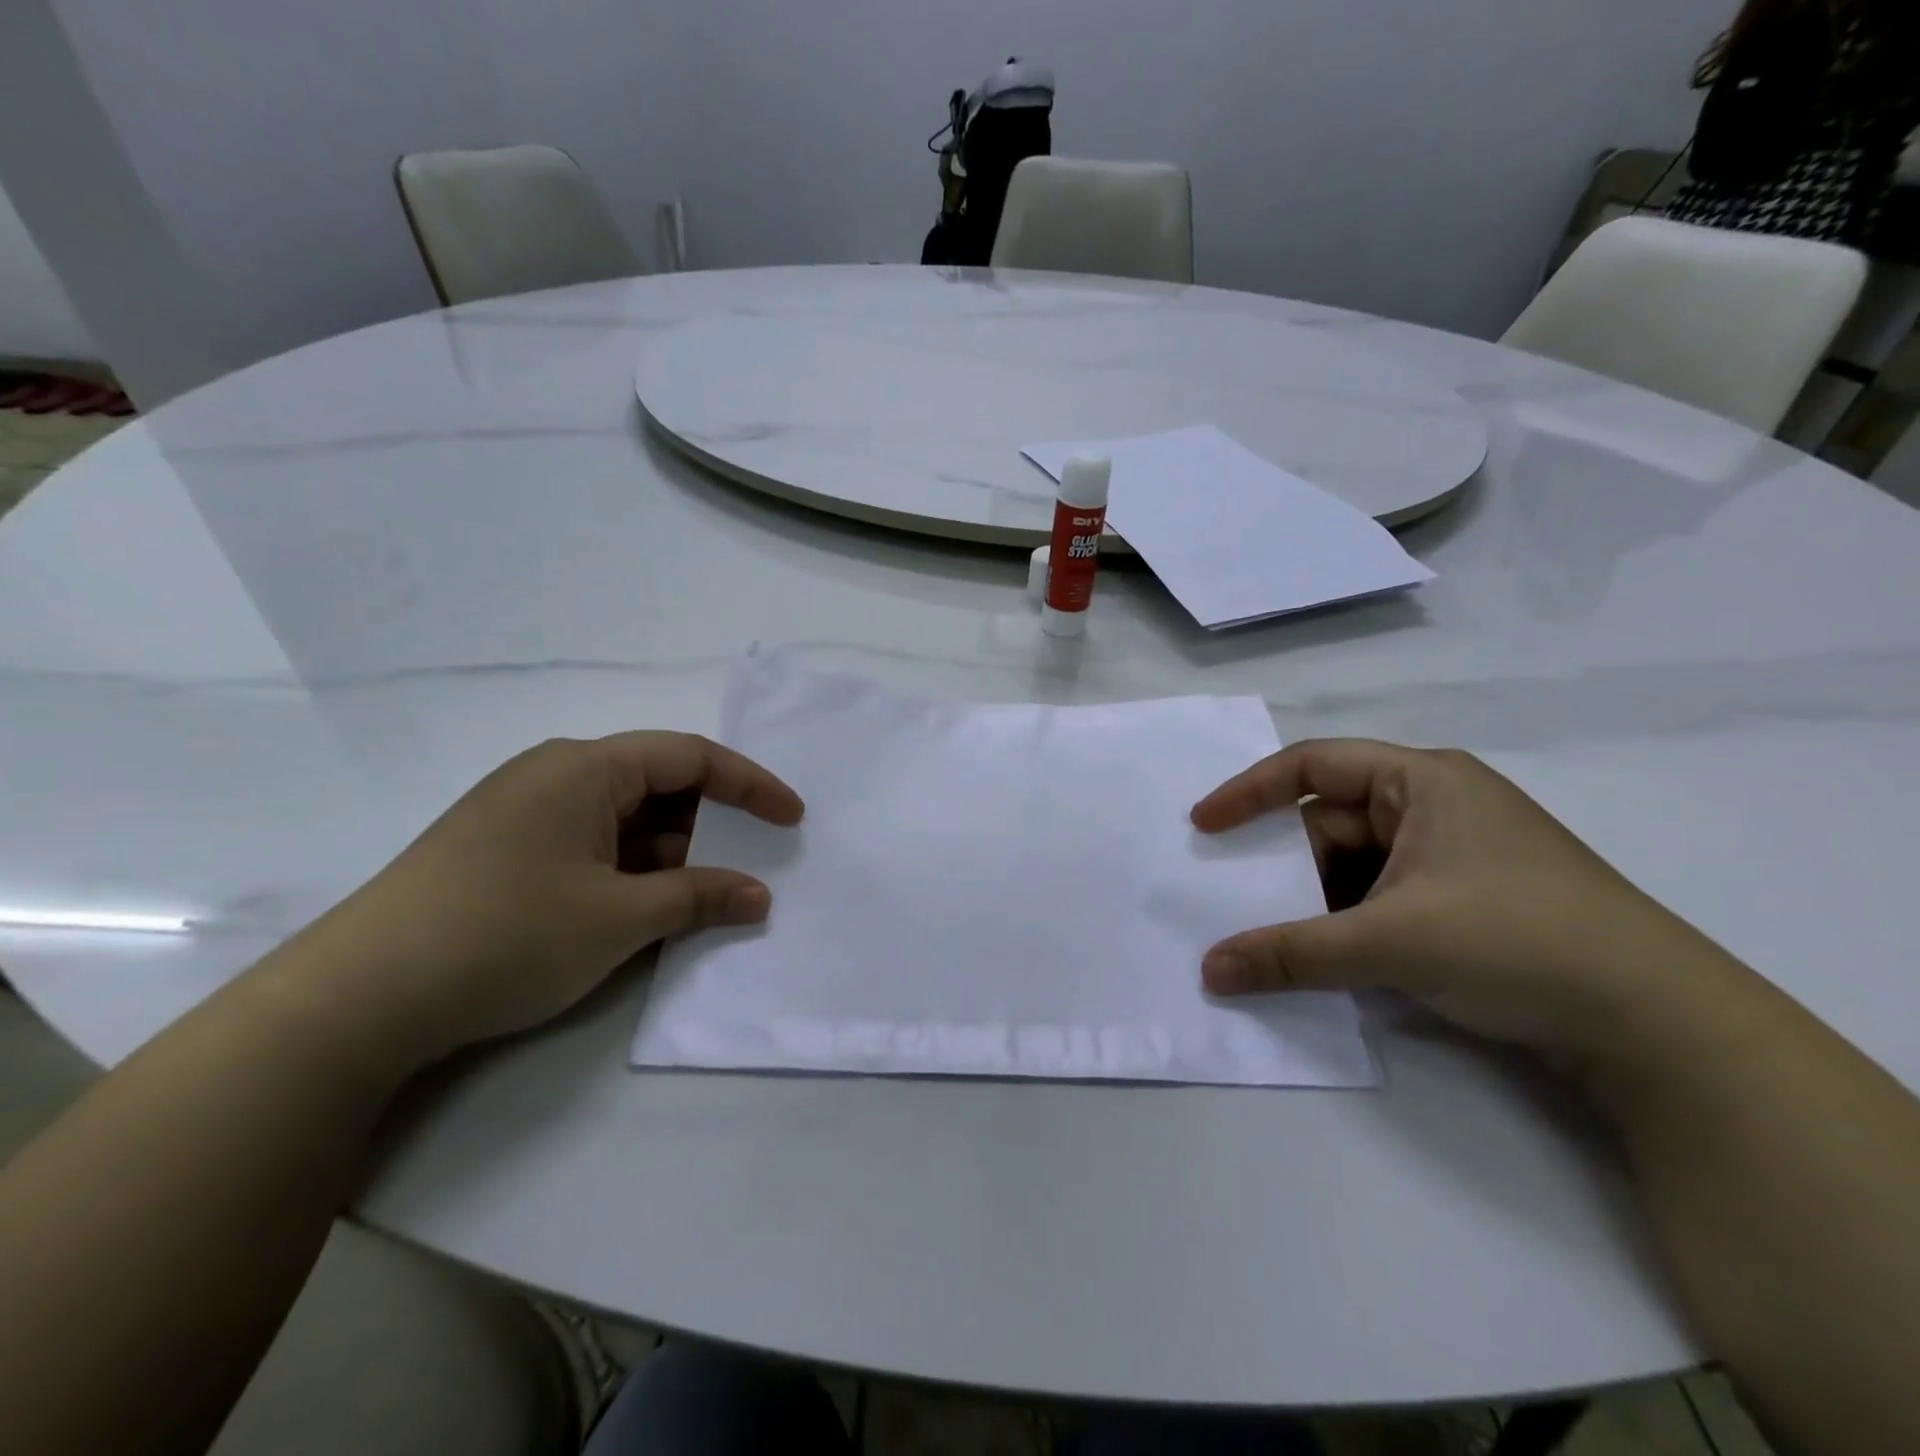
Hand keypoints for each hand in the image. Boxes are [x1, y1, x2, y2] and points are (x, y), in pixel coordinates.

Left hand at [280, 733, 803, 1067]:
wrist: (356, 1001)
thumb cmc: (505, 935)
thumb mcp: (619, 918)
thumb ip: (699, 898)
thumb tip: (759, 896)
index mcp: (585, 768)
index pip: (690, 757)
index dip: (750, 785)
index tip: (792, 819)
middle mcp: (556, 777)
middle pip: (659, 786)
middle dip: (711, 826)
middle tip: (752, 866)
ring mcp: (527, 816)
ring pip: (626, 823)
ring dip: (673, 857)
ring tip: (708, 900)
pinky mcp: (508, 855)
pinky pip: (594, 849)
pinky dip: (633, 874)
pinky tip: (651, 913)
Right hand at [1191, 739, 1737, 1057]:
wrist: (1663, 1028)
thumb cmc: (1518, 942)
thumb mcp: (1390, 943)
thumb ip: (1291, 953)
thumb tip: (1208, 972)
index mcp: (1421, 781)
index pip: (1312, 765)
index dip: (1249, 791)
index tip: (1203, 827)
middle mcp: (1434, 805)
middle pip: (1329, 823)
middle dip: (1283, 865)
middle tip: (1235, 902)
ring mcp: (1452, 856)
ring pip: (1352, 866)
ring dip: (1314, 901)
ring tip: (1276, 940)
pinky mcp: (1464, 902)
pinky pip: (1379, 897)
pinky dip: (1347, 923)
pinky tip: (1329, 958)